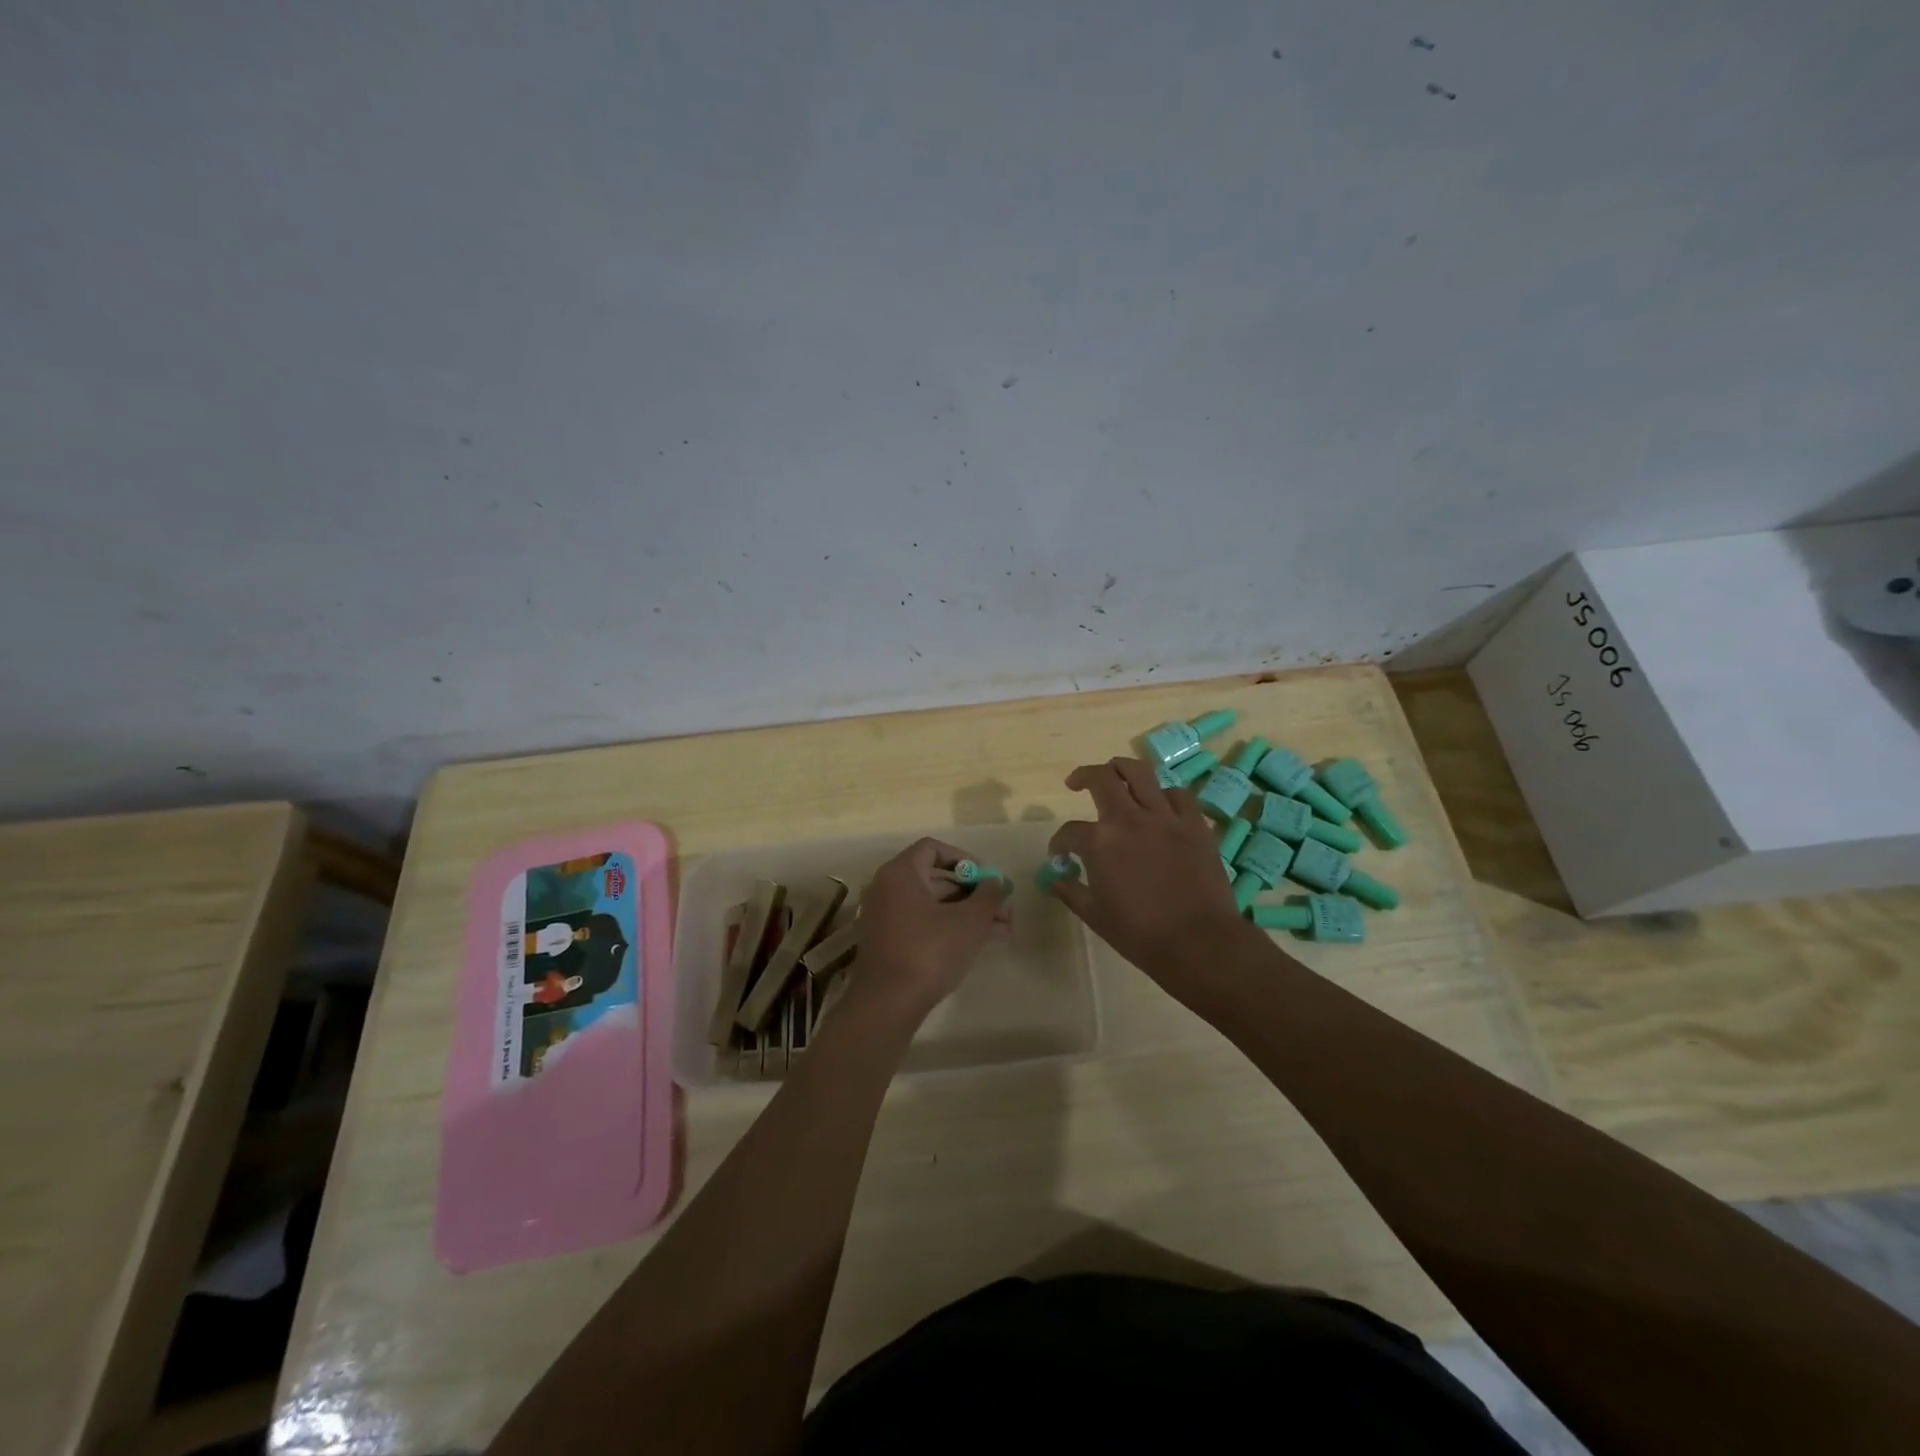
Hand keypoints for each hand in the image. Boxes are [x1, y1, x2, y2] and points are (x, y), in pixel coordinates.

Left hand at [848, 837, 1011, 1023]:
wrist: (888, 1004)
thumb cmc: (929, 951)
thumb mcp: (969, 921)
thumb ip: (988, 895)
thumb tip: (996, 881)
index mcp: (901, 873)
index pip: (933, 849)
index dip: (965, 859)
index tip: (988, 878)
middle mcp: (888, 889)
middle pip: (937, 880)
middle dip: (975, 893)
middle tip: (1004, 907)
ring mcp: (886, 917)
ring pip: (935, 906)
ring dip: (969, 913)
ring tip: (1004, 929)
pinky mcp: (890, 943)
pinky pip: (924, 924)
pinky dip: (951, 928)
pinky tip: (983, 942)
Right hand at [1047, 757, 1252, 982]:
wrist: (1199, 942)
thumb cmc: (1140, 934)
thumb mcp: (1095, 915)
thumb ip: (1070, 891)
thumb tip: (1054, 878)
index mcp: (1099, 842)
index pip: (1069, 831)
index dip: (1059, 842)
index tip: (1059, 854)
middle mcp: (1129, 818)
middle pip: (1101, 779)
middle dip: (1083, 776)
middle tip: (1076, 783)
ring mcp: (1165, 817)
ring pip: (1140, 772)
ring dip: (1121, 768)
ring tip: (1115, 774)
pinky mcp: (1194, 824)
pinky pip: (1178, 794)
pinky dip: (1164, 794)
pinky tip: (1159, 803)